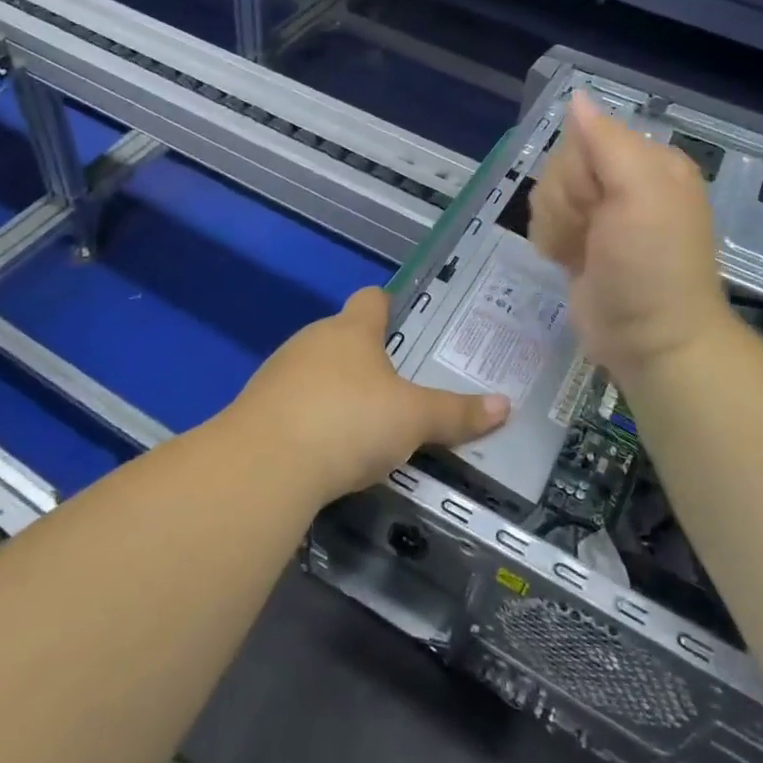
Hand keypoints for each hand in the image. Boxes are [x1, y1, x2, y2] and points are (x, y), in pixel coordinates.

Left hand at [226, 288, 509, 501]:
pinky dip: (311, 418)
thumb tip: (505, 404)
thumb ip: (456, 413)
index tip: (404, 321)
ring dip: (337, 390)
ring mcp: (278, 372)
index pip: (372, 299)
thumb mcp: (413, 420)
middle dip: (367, 358)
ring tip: (364, 423)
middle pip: (343, 336)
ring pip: (316, 370)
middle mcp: (312, 340)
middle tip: (398, 387)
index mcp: (352, 330)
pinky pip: (294, 404)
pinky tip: (326, 449)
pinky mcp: (256, 408)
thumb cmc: (349, 421)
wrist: (264, 464)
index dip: (389, 306)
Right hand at [529, 94, 732, 379]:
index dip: (578, 173)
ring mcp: (600, 214)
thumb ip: (607, 142)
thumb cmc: (651, 266)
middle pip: (560, 165)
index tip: (598, 206)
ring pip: (546, 193)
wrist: (650, 341)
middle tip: (593, 234)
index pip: (584, 137)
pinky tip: (568, 260)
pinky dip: (549, 240)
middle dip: (565, 202)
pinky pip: (543, 219)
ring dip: (555, 225)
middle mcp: (624, 181)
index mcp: (647, 162)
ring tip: (581, 253)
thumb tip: (577, 98)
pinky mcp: (580, 241)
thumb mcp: (640, 194)